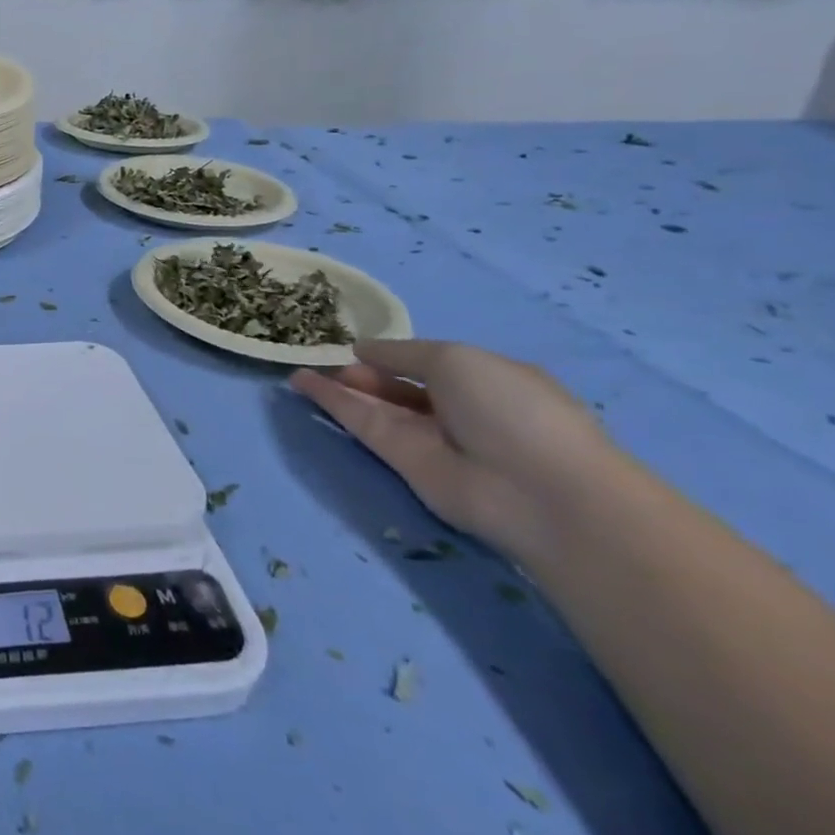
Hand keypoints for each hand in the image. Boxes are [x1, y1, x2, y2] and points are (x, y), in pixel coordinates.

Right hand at [290, 339, 619, 560]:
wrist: (535, 489)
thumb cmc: (510, 408)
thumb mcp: (456, 359)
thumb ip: (402, 353)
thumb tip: (363, 350)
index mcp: (484, 379)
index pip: (428, 363)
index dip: (392, 353)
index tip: (355, 345)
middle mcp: (456, 408)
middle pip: (397, 386)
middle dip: (362, 372)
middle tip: (323, 358)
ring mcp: (428, 437)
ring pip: (375, 406)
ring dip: (339, 387)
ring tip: (298, 370)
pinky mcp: (402, 462)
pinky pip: (364, 425)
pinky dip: (333, 405)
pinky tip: (302, 384)